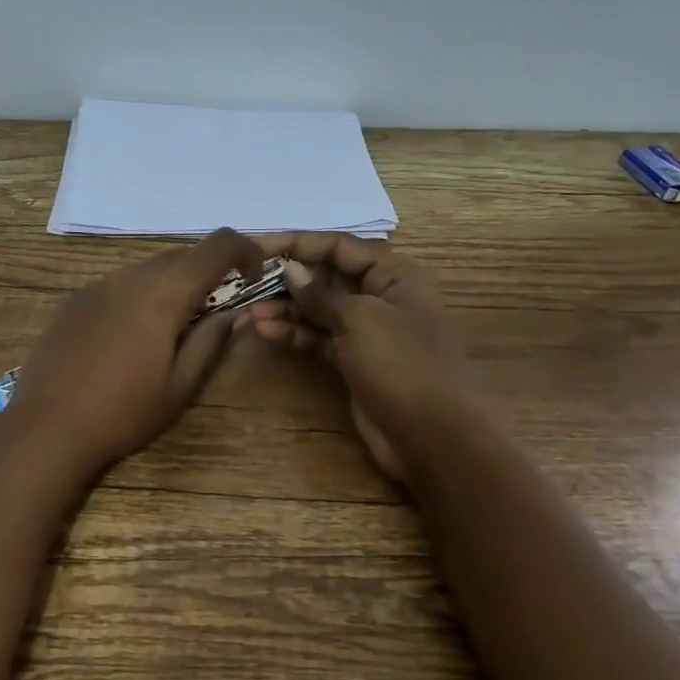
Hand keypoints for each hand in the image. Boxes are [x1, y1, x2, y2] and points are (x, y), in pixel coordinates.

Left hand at [5, 228, 263, 478]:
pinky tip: (130, 335)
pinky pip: (120, 284)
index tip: (254, 277)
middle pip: (182, 253)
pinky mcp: (74, 300)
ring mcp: (97, 285)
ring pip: (148, 268)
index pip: (217, 246)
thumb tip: (234, 311)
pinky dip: (140, 294)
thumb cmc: (123, 412)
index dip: (246, 250)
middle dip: (209, 271)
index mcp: (163, 293)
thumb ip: (211, 340)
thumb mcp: (179, 386)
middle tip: (216, 310)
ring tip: (172, 327)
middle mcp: (130, 276)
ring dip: (173, 283)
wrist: (46, 427)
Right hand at [238, 233, 471, 485]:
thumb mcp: (360, 318)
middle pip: (326, 277)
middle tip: (244, 285)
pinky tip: (265, 333)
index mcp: (393, 274)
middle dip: (286, 281)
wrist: (434, 436)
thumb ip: (321, 293)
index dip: (296, 243)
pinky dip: (294, 335)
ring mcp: (367, 331)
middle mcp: (380, 296)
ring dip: (284, 311)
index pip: (338, 246)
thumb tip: (290, 268)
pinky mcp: (354, 362)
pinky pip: (319, 339)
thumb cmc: (402, 363)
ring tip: (248, 316)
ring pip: (318, 311)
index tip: (255, 247)